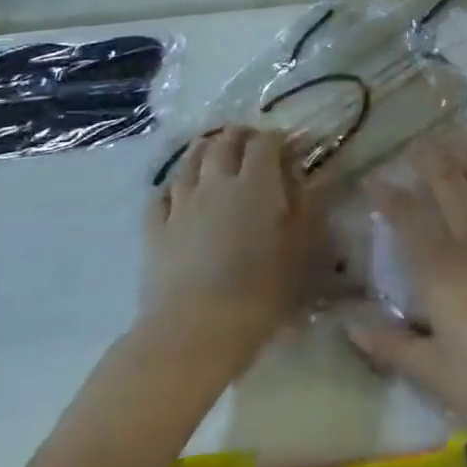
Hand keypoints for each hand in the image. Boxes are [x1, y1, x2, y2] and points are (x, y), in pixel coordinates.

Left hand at [140, 127, 317, 372]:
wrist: (195, 331)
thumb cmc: (260, 291)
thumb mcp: (301, 249)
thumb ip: (308, 207)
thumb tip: (310, 177)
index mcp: (256, 183)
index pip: (265, 142)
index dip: (276, 138)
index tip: (286, 146)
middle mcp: (216, 182)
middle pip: (224, 143)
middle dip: (238, 135)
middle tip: (249, 140)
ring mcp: (181, 204)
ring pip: (189, 161)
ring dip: (204, 150)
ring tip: (212, 151)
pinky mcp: (155, 230)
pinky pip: (160, 196)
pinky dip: (172, 187)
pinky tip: (177, 193)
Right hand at [343, 144, 466, 452]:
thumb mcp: (435, 375)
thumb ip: (391, 346)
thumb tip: (348, 325)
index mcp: (442, 271)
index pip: (409, 221)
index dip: (389, 196)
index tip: (374, 177)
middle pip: (451, 190)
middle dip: (431, 162)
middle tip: (419, 142)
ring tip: (458, 145)